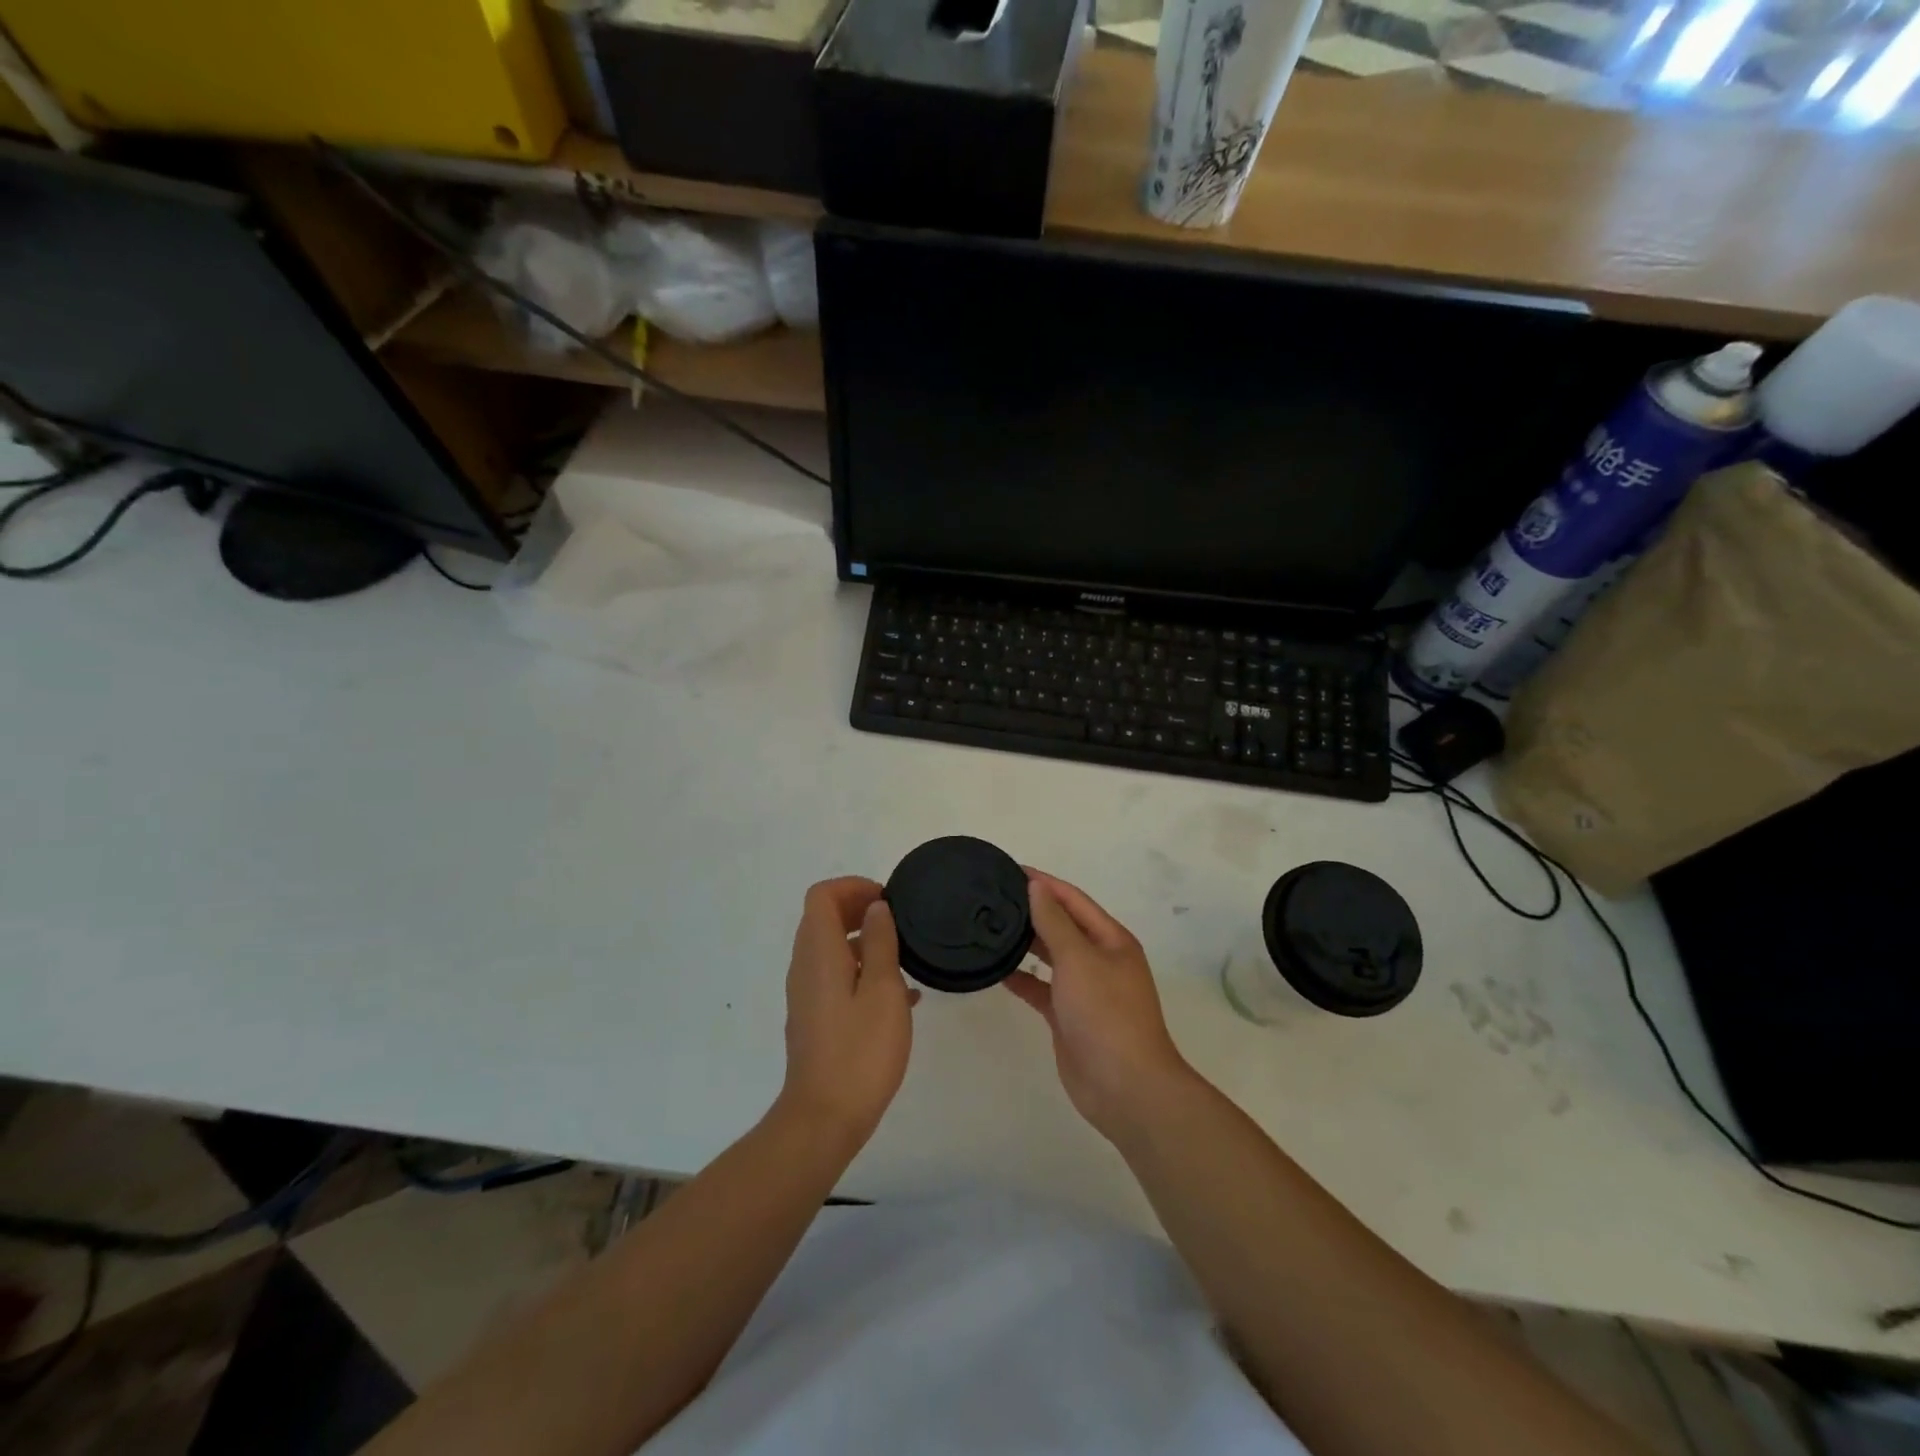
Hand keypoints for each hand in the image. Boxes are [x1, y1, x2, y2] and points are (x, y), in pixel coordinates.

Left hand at [778, 877, 917, 1145]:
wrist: (824, 1118)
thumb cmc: (860, 1051)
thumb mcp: (883, 990)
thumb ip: (881, 943)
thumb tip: (876, 908)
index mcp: (818, 953)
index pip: (822, 896)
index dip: (853, 887)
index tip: (886, 900)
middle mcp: (805, 967)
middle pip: (823, 918)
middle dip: (859, 909)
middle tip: (898, 922)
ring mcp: (807, 994)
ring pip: (831, 948)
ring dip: (864, 942)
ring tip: (904, 958)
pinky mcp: (814, 1018)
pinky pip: (835, 977)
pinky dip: (862, 971)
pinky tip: (900, 997)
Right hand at [1006, 871, 1194, 1142]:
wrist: (1125, 1087)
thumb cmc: (1106, 1013)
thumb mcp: (1079, 959)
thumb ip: (1054, 922)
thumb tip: (1036, 887)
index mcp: (1111, 939)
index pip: (1073, 900)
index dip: (1044, 883)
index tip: (1010, 869)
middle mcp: (1100, 959)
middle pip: (1063, 925)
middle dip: (1033, 910)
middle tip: (992, 897)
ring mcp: (1085, 990)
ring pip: (1051, 956)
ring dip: (1026, 943)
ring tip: (989, 927)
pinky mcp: (1069, 1017)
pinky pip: (1042, 988)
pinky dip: (1022, 978)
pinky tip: (996, 971)